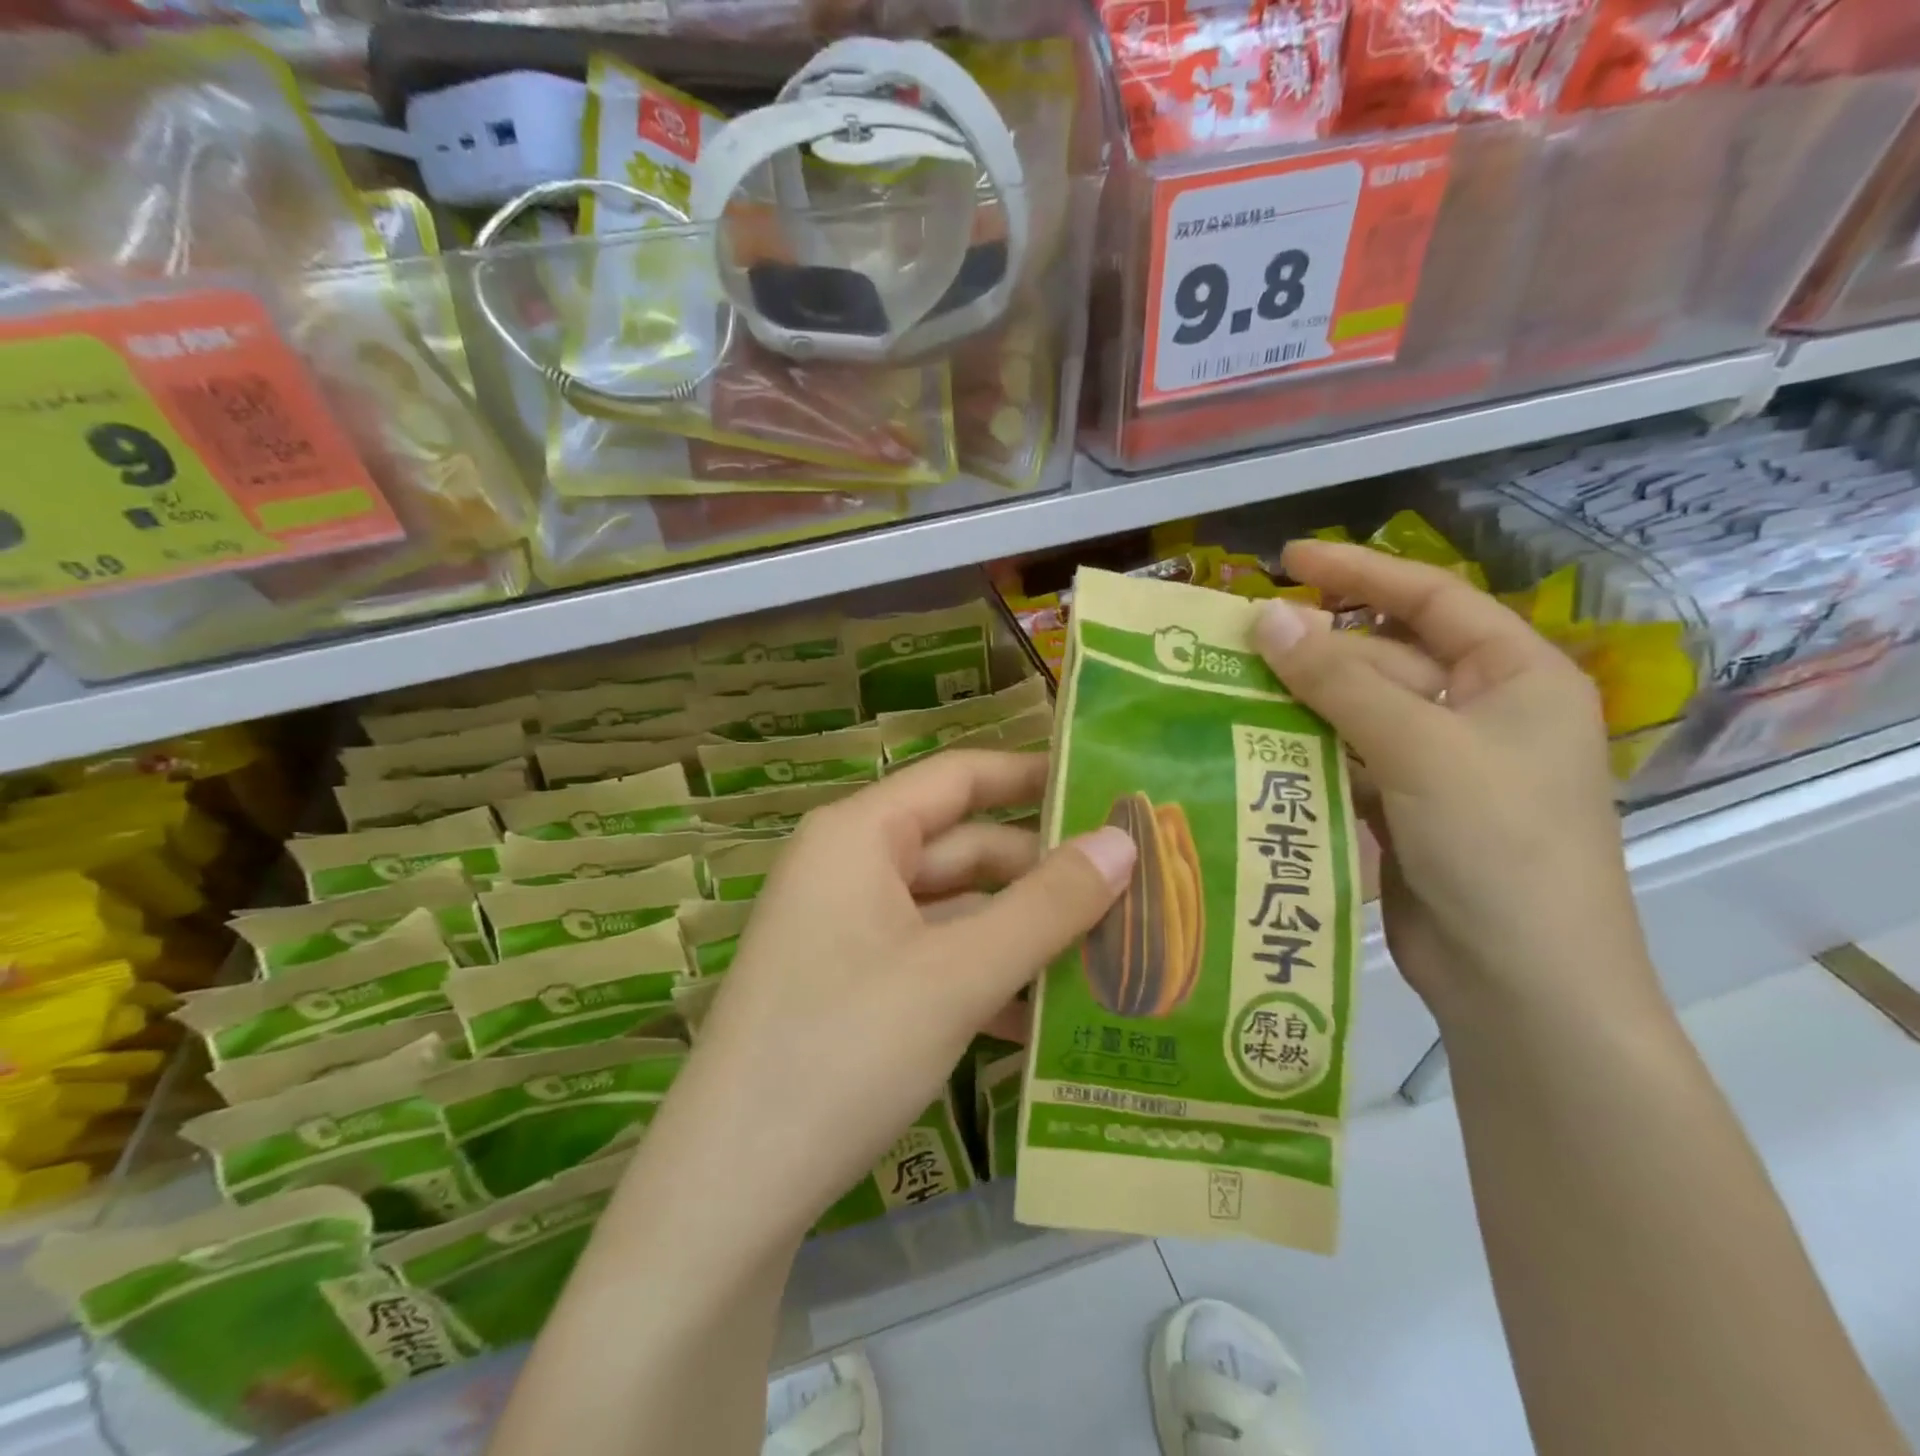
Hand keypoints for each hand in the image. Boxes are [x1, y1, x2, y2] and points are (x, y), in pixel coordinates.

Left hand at [640, 751, 1132, 1251]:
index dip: (1033, 776)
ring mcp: (847, 930)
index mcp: (860, 835)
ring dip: (1021, 936)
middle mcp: (850, 868)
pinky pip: (932, 960)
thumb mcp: (958, 975)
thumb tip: (1124, 841)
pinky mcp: (849, 987)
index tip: (1106, 789)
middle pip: (964, 849)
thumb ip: (1047, 907)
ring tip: (1109, 961)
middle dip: (1042, 877)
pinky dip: (983, 980)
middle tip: (1133, 895)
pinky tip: (1040, 1022)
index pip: (960, 777)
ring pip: (954, 912)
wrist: (730, 1191)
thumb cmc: (845, 1051)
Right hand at [1251, 540, 1657, 1020]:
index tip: (1288, 559)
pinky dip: (1303, 752)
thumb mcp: (1419, 748)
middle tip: (1233, 642)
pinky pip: (1345, 762)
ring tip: (1226, 687)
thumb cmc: (1497, 846)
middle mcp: (1480, 713)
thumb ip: (1338, 679)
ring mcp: (1441, 766)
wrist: (1522, 982)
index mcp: (1514, 678)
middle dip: (1314, 650)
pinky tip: (1251, 745)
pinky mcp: (1403, 811)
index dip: (1360, 573)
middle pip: (1384, 659)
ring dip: (1300, 702)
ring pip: (1357, 713)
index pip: (1431, 599)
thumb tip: (1264, 616)